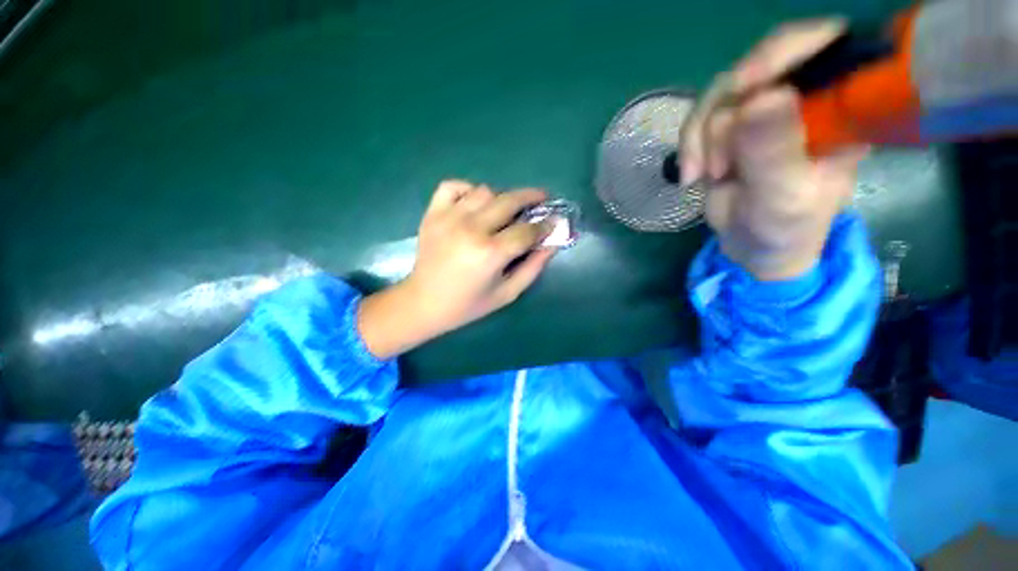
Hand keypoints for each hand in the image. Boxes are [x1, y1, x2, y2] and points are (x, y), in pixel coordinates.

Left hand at [358, 180, 554, 358]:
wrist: (423, 304)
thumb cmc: (468, 305)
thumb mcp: (507, 293)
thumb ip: (533, 267)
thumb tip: (552, 243)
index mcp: (490, 253)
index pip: (527, 230)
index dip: (545, 225)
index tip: (554, 221)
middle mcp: (470, 229)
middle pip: (509, 201)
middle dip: (531, 197)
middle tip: (541, 199)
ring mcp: (448, 217)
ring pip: (484, 190)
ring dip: (501, 197)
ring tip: (505, 209)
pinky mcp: (432, 214)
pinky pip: (452, 186)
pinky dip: (467, 189)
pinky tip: (474, 203)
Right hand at [680, 19, 868, 280]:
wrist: (753, 246)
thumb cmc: (784, 228)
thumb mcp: (783, 196)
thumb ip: (773, 152)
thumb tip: (761, 99)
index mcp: (841, 108)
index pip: (822, 45)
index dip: (781, 53)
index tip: (746, 89)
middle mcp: (804, 98)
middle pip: (756, 68)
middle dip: (725, 116)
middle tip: (718, 164)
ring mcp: (764, 111)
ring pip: (719, 95)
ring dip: (700, 139)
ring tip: (704, 177)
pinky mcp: (732, 128)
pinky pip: (700, 117)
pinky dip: (689, 146)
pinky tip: (692, 175)